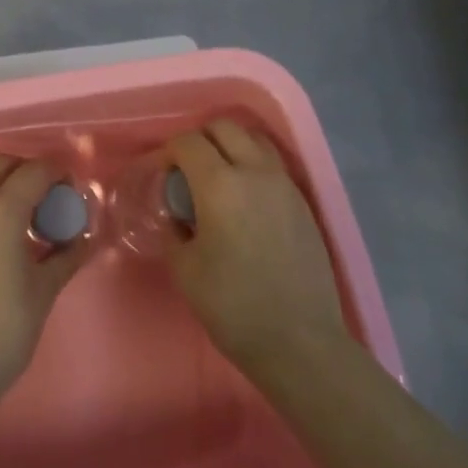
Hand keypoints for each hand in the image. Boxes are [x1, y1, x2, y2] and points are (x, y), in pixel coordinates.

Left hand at [0, 154, 90, 394]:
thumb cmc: (4, 330)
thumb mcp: (45, 289)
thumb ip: (66, 254)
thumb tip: (83, 237)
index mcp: (0, 212)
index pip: (34, 171)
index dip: (57, 174)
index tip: (70, 192)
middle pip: (0, 163)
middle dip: (27, 171)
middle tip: (47, 199)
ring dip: (0, 180)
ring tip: (19, 212)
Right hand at [165, 119, 350, 378]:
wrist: (299, 340)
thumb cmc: (232, 305)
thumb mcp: (185, 268)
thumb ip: (174, 230)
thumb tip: (176, 215)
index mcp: (220, 184)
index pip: (189, 142)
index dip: (170, 152)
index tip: (163, 174)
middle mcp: (255, 172)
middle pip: (225, 127)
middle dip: (200, 139)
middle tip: (188, 170)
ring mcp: (285, 185)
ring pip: (255, 139)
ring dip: (232, 145)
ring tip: (219, 177)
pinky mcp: (304, 202)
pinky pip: (274, 164)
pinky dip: (254, 164)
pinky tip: (245, 198)